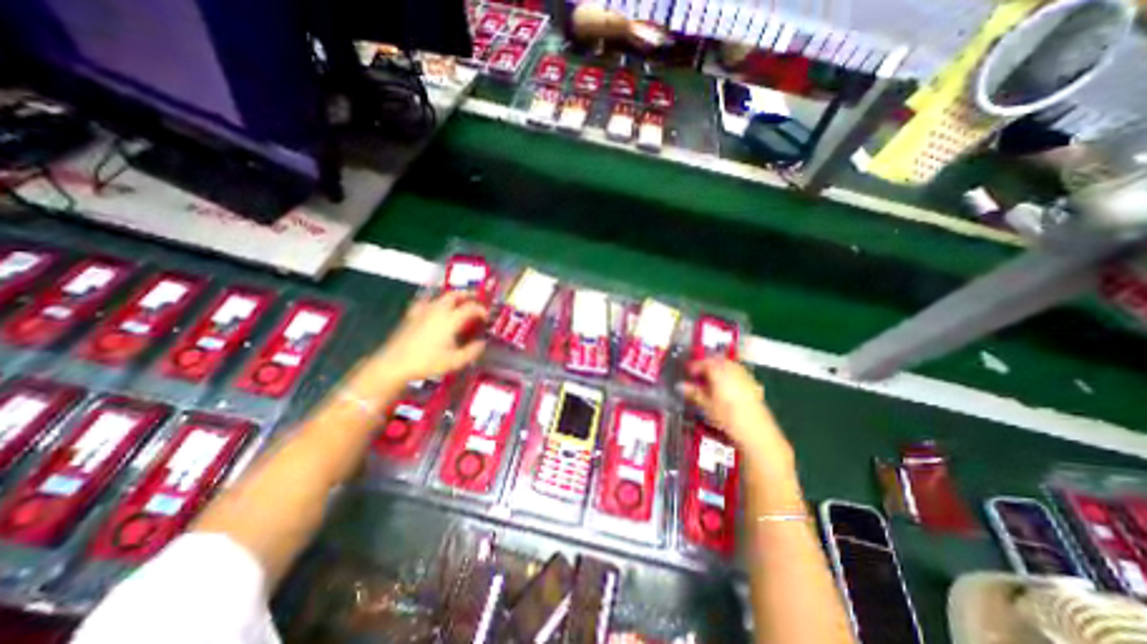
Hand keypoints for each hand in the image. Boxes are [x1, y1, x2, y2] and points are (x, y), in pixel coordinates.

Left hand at [354, 295, 487, 393]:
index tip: (486, 317)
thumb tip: (482, 343)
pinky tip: (434, 307)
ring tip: (459, 302)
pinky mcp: (412, 315)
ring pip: (441, 297)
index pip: (471, 308)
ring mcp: (423, 311)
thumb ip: (471, 352)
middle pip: (455, 295)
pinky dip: (435, 301)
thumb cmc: (427, 363)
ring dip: (453, 297)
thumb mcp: (454, 361)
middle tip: (476, 300)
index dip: (481, 310)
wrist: (394, 364)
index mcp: (451, 320)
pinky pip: (426, 302)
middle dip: (468, 295)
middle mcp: (438, 310)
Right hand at [673, 361, 793, 470]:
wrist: (757, 431)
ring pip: (727, 364)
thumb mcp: (707, 406)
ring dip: (717, 368)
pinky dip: (727, 374)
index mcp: (719, 371)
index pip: (703, 362)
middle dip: (706, 365)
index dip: (693, 366)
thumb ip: (694, 393)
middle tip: (697, 374)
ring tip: (709, 380)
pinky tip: (724, 385)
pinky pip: (736, 371)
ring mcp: (744, 375)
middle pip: (716, 360)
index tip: (687, 372)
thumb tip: (680, 385)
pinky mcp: (752, 383)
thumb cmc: (728, 417)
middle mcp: (732, 369)